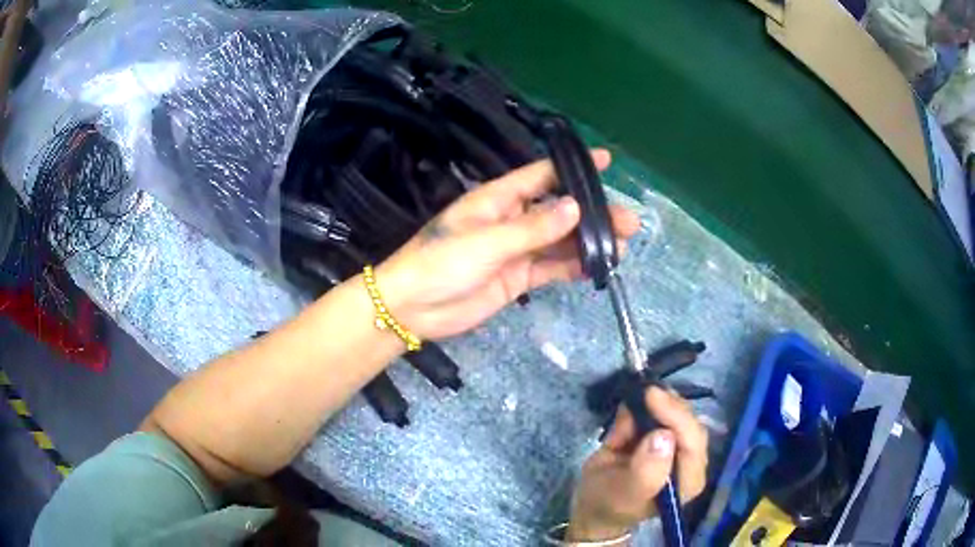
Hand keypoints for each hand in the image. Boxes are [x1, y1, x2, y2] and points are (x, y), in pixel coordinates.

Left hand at [375, 150, 640, 339]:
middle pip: (560, 210)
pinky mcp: (518, 278)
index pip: (542, 174)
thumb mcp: (487, 241)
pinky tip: (597, 267)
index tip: (606, 160)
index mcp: (498, 198)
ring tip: (622, 245)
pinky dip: (573, 267)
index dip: (573, 167)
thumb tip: (574, 207)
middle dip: (593, 213)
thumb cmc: (441, 263)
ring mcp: (516, 250)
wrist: (412, 308)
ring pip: (560, 241)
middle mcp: (511, 219)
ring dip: (589, 241)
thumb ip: (532, 228)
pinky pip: (552, 268)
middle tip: (627, 221)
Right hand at [567, 388, 708, 541]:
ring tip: (631, 406)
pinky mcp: (664, 432)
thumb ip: (646, 472)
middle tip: (642, 392)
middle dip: (667, 405)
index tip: (651, 397)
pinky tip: (627, 415)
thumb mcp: (623, 494)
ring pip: (677, 411)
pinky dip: (644, 405)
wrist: (592, 503)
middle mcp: (689, 460)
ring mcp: (678, 444)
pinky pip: (661, 409)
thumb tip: (663, 436)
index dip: (676, 417)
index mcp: (688, 481)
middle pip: (689, 423)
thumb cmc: (608, 503)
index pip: (693, 443)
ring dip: (655, 404)